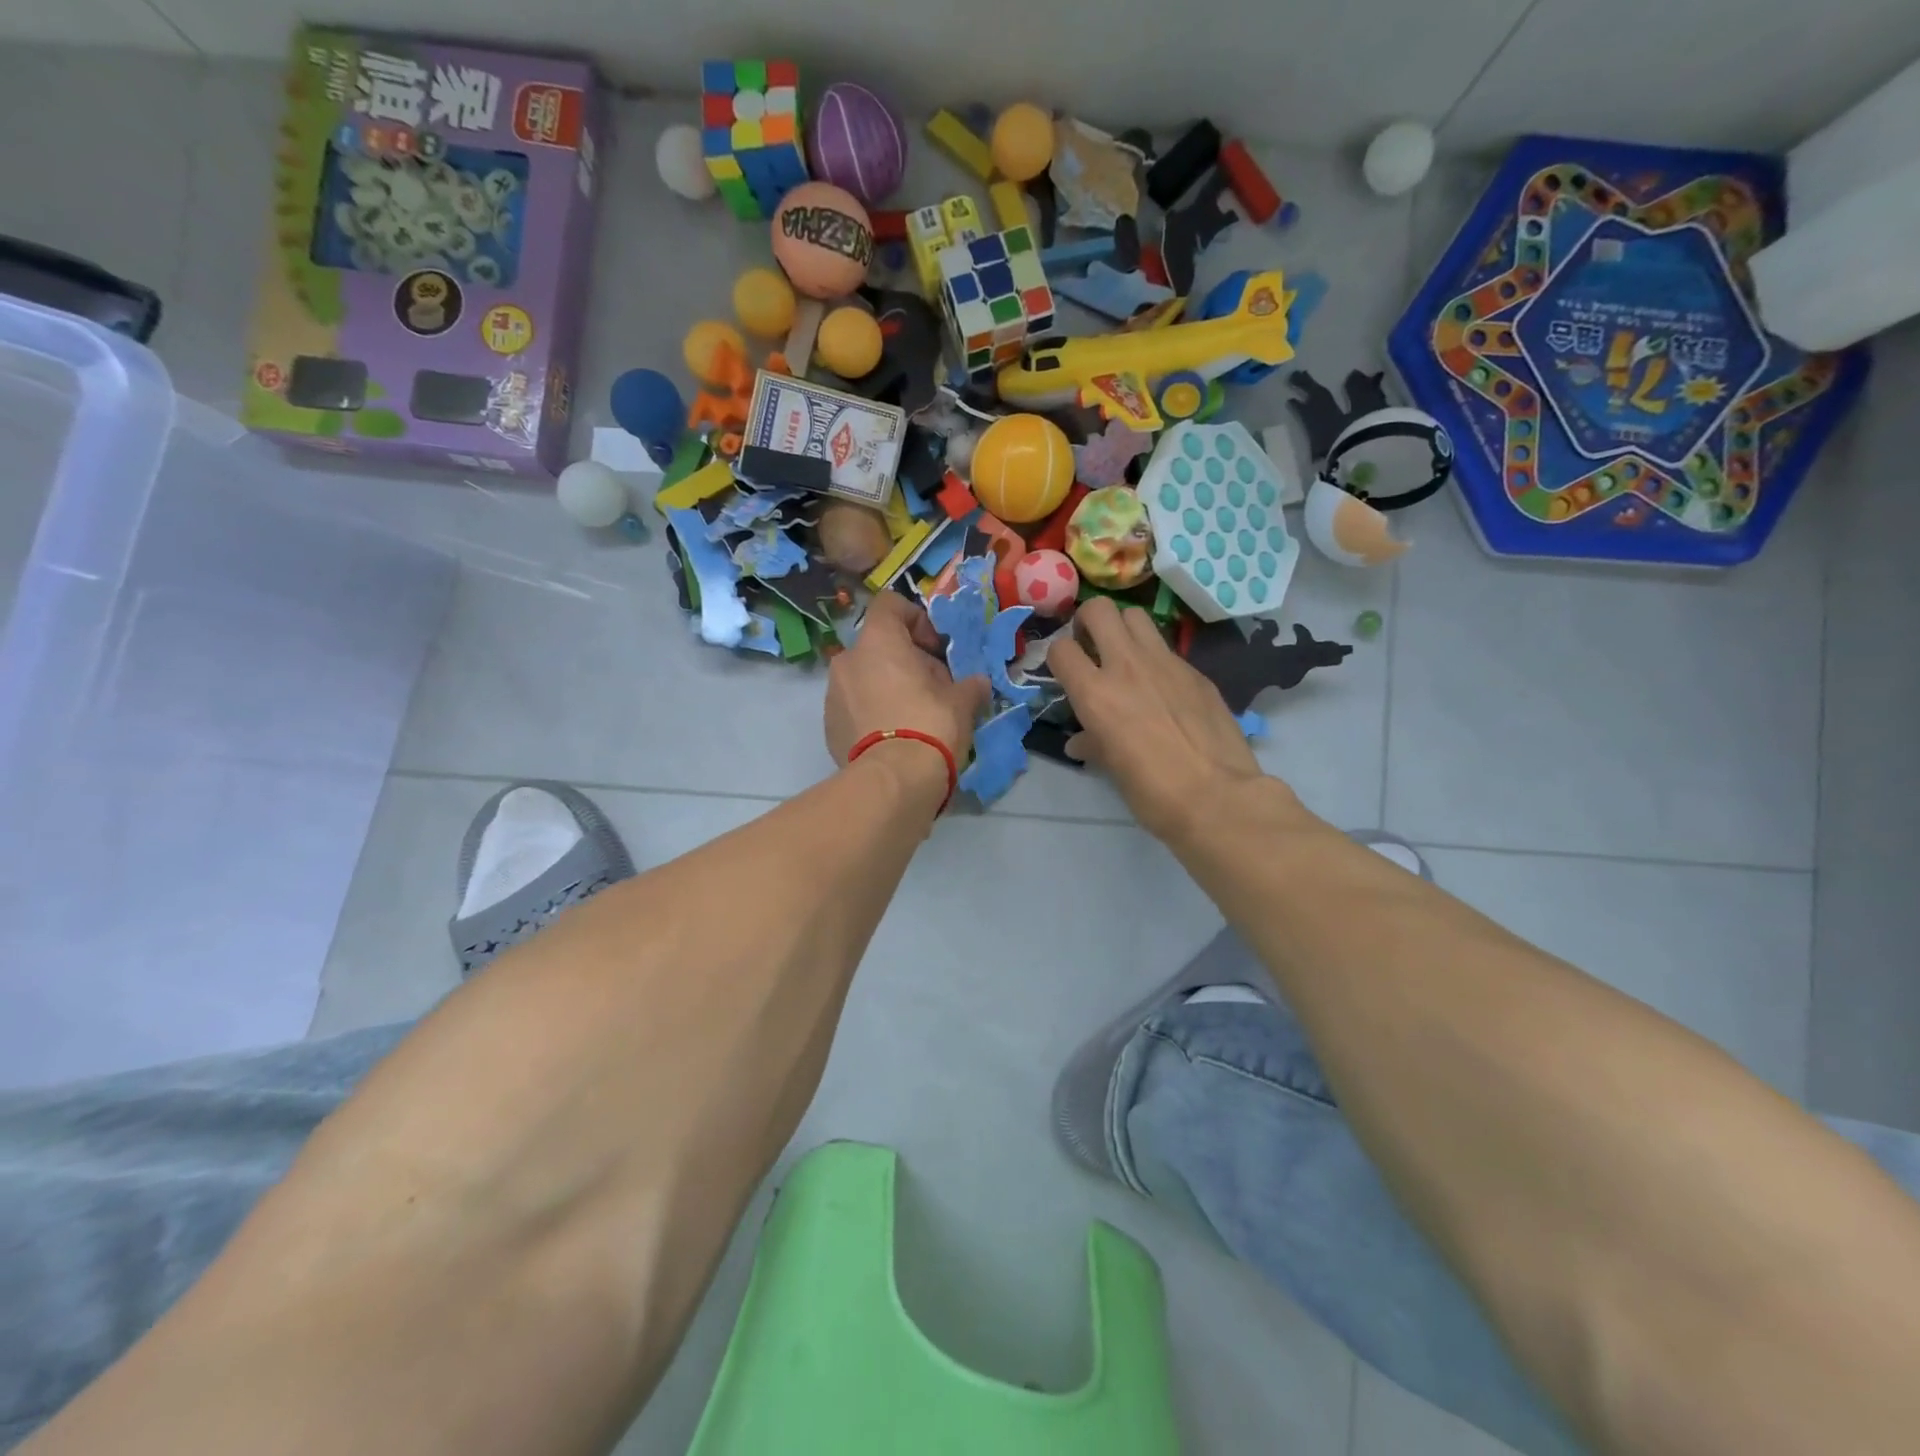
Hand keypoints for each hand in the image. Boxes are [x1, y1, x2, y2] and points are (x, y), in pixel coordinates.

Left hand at [826, 591, 990, 768]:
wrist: (893, 781)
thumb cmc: (930, 726)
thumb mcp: (961, 702)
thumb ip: (969, 685)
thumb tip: (978, 683)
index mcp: (878, 641)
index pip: (890, 604)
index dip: (916, 619)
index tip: (936, 649)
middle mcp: (847, 659)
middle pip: (879, 646)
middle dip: (905, 661)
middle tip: (932, 688)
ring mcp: (833, 694)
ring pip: (864, 677)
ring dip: (887, 687)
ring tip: (913, 716)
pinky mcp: (829, 726)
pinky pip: (854, 707)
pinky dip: (872, 713)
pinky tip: (894, 738)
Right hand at [1047, 597, 1266, 840]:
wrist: (1218, 796)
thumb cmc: (1152, 791)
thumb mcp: (1111, 768)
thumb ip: (1092, 743)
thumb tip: (1081, 742)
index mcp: (1095, 693)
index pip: (1060, 649)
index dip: (1058, 657)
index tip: (1065, 671)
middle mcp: (1126, 665)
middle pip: (1099, 609)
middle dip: (1088, 621)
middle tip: (1092, 645)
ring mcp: (1165, 663)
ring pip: (1136, 616)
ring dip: (1124, 629)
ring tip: (1126, 655)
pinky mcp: (1195, 671)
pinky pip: (1167, 648)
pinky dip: (1156, 658)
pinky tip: (1164, 687)